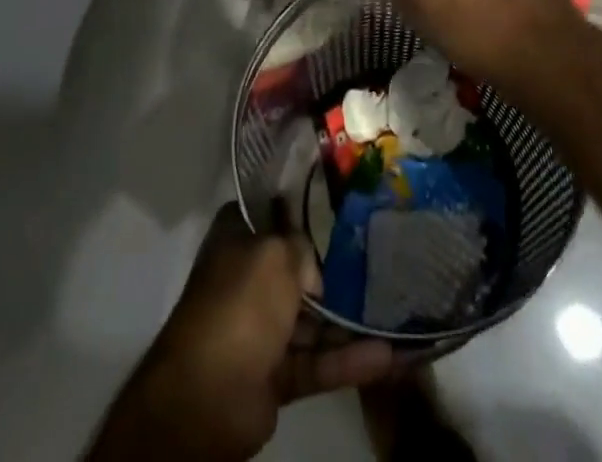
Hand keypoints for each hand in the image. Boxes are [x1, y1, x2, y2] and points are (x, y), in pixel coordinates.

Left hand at [90, 204, 395, 460]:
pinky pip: (316, 362)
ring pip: (312, 319)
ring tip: (394, 311)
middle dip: (337, 269)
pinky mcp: (275, 374)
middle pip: (299, 268)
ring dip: (349, 320)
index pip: (276, 213)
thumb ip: (303, 247)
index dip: (307, 208)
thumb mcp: (276, 254)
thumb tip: (316, 267)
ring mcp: (261, 328)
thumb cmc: (240, 304)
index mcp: (238, 238)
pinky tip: (386, 356)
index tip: (346, 204)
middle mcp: (248, 277)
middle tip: (383, 258)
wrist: (207, 397)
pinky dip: (347, 360)